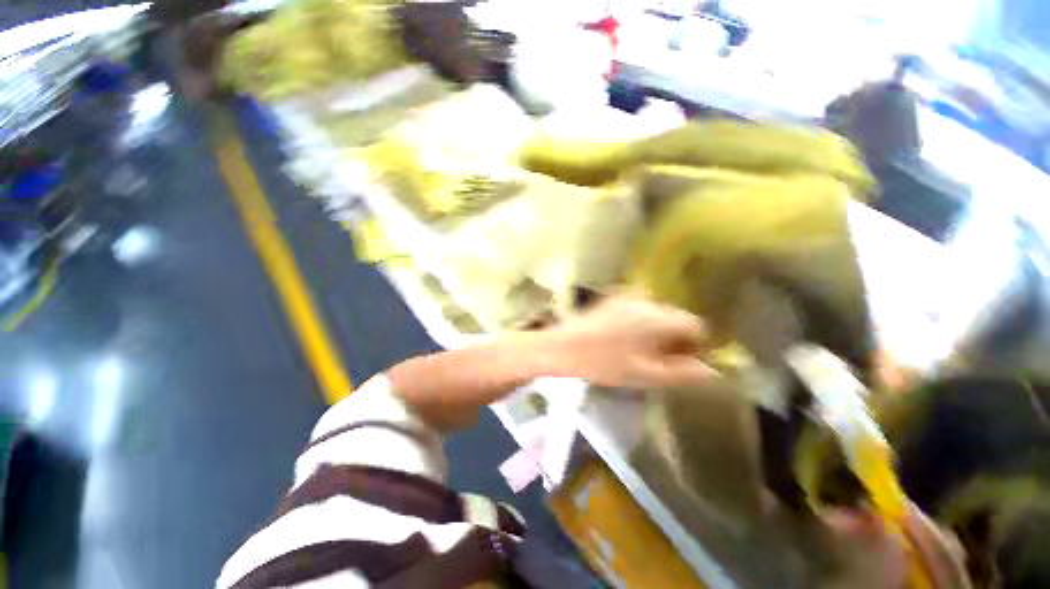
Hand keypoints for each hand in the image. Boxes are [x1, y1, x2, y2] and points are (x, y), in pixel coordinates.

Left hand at [545, 294, 715, 388]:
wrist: (564, 347)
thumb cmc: (604, 363)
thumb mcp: (645, 374)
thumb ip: (682, 372)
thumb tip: (712, 372)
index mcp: (659, 318)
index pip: (695, 325)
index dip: (697, 345)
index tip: (686, 361)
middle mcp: (646, 301)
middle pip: (676, 317)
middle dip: (676, 337)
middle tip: (663, 360)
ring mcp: (627, 297)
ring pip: (657, 313)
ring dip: (658, 330)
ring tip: (643, 351)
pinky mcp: (612, 299)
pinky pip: (638, 310)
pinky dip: (641, 323)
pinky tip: (625, 339)